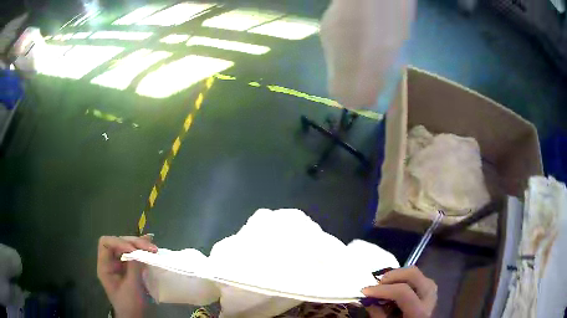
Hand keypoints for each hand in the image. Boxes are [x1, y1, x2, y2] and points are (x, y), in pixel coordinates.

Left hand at [97, 235, 157, 317]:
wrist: (134, 317)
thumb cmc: (130, 304)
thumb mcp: (132, 287)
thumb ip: (134, 268)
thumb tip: (139, 251)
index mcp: (105, 266)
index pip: (106, 243)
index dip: (119, 242)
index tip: (134, 250)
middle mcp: (110, 262)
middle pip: (118, 243)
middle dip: (134, 243)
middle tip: (150, 247)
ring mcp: (120, 265)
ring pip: (127, 246)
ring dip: (140, 245)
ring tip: (153, 247)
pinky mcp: (128, 268)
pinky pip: (134, 255)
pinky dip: (142, 250)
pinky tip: (150, 246)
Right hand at [362, 266, 436, 317]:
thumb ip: (378, 315)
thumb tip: (366, 301)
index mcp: (420, 311)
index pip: (402, 292)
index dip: (382, 290)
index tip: (364, 291)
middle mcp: (429, 295)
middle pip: (412, 274)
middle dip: (391, 276)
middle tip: (377, 284)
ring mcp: (432, 288)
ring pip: (414, 271)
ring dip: (396, 275)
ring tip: (383, 284)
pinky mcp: (429, 286)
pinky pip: (415, 275)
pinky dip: (401, 277)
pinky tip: (393, 286)